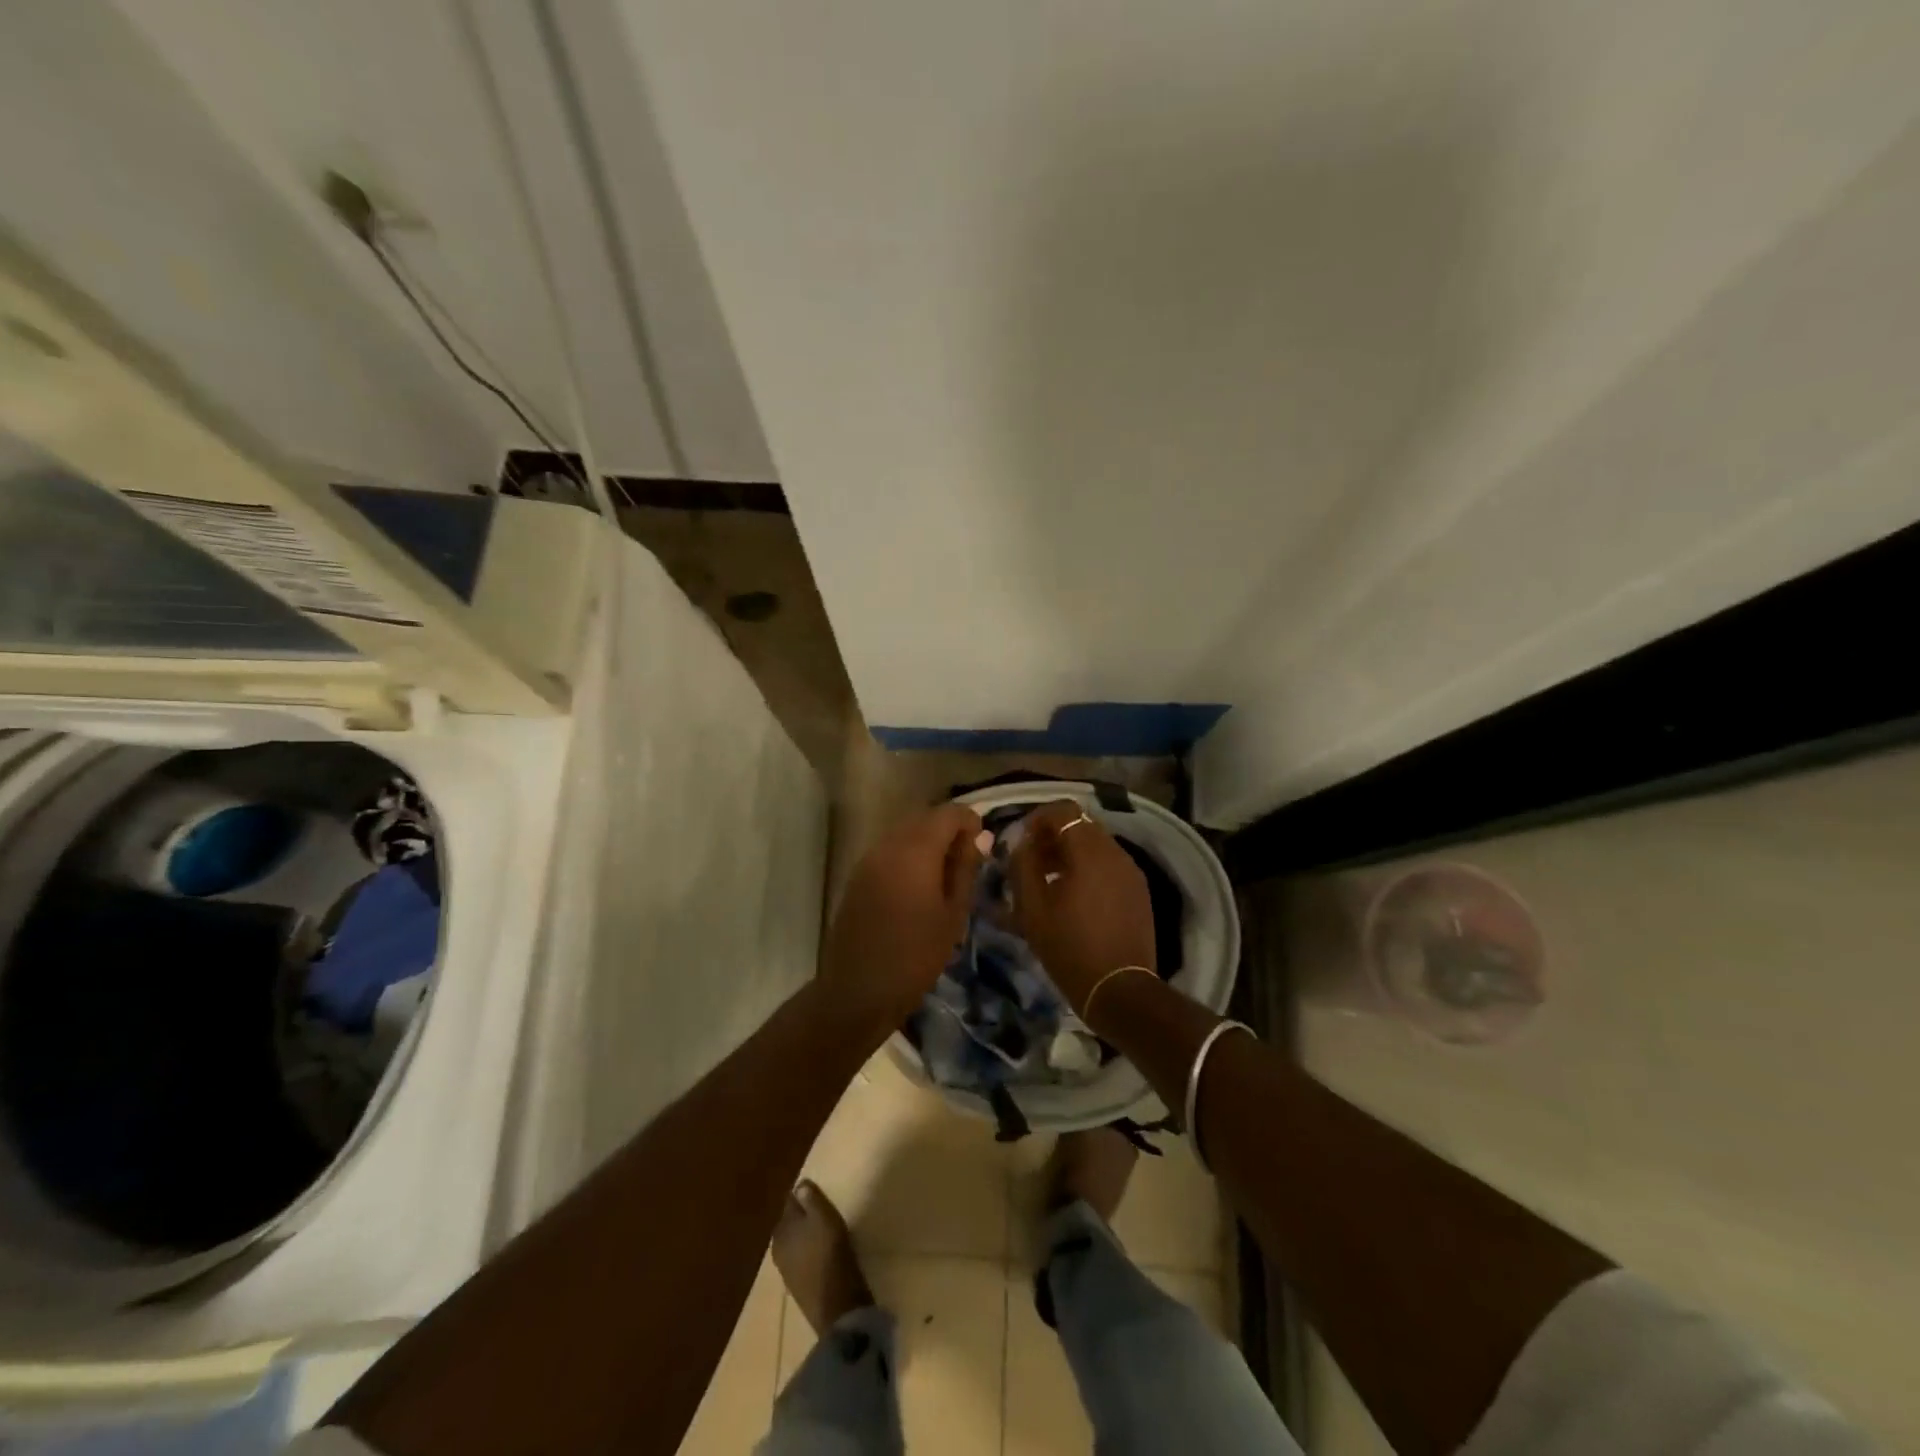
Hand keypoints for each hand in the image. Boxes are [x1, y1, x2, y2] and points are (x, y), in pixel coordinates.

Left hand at [819, 803, 985, 1038]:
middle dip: (949, 830)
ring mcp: (868, 859)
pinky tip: (919, 886)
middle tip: (968, 862)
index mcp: (915, 850)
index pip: (948, 813)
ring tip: (946, 876)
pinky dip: (909, 856)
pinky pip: (889, 851)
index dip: (970, 821)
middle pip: (924, 818)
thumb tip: (978, 837)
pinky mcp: (858, 876)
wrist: (858, 990)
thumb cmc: (916, 956)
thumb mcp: (953, 914)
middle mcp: (888, 844)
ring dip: (928, 843)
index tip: (983, 847)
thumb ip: (966, 869)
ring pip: (905, 833)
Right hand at [1009, 800, 1155, 1012]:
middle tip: (1031, 860)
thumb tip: (1022, 842)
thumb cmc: (1069, 947)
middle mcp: (1115, 852)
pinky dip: (1088, 868)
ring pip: (1096, 845)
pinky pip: (1109, 865)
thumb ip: (1022, 865)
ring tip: (1049, 880)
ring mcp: (1131, 871)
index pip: (1063, 811)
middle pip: (1081, 825)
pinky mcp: (1138, 891)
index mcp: (1089, 851)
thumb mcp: (1032, 908)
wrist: (1119, 989)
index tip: (1021, 840)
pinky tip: (1073, 896)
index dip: (1038, 818)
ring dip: (1070, 853)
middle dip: (1054, 836)